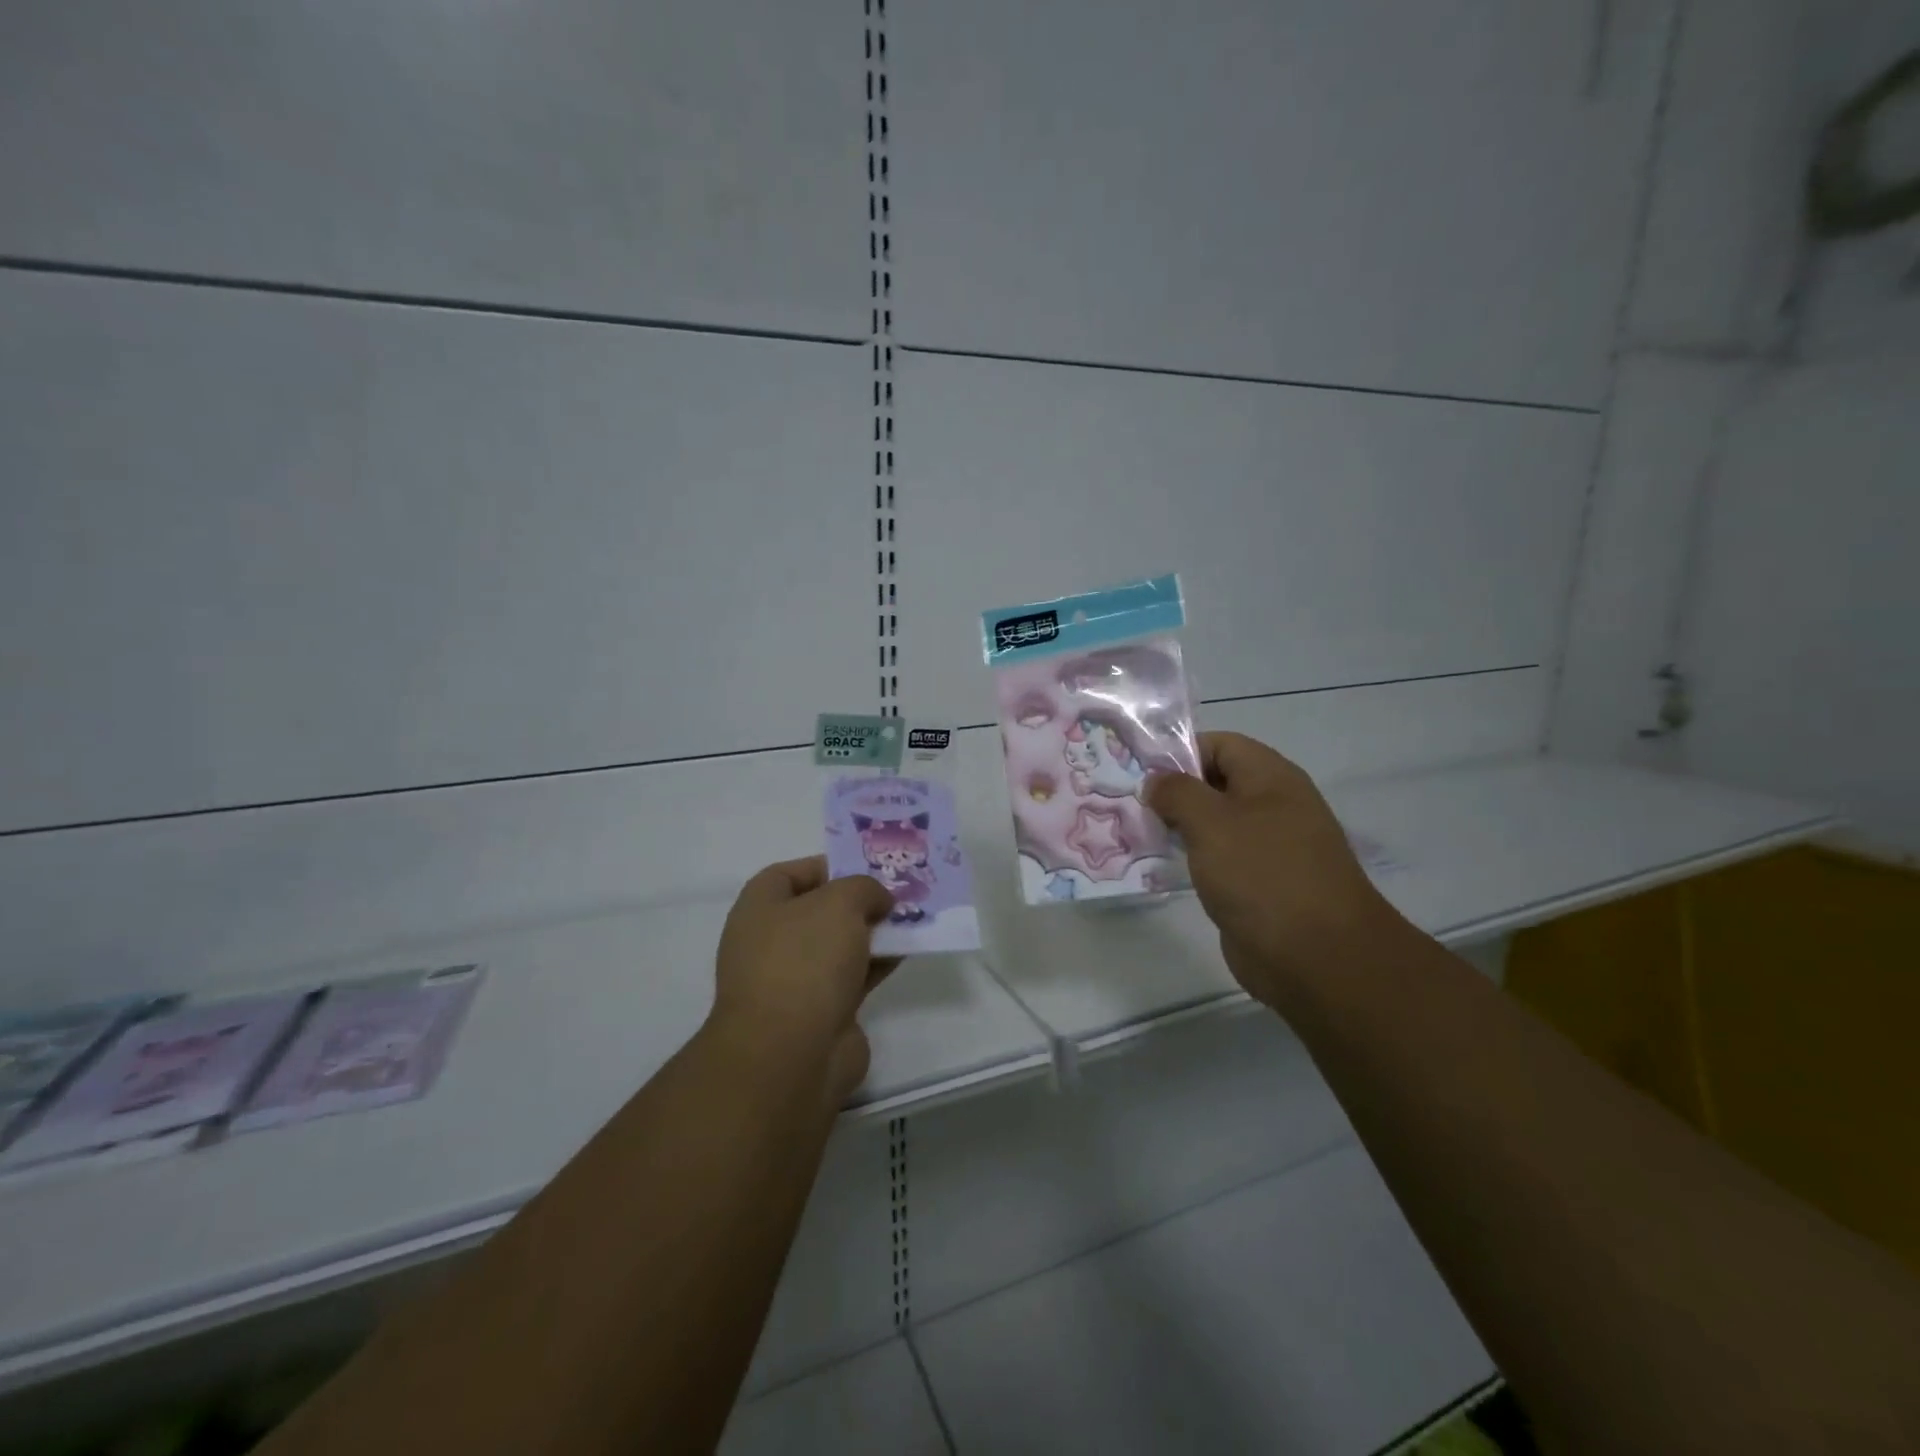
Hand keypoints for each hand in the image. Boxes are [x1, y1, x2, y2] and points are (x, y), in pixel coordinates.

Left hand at [711, 856, 896, 1102]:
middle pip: (819, 910)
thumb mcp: (840, 902)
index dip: (827, 866)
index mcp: (759, 908)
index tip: (865, 868)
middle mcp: (771, 942)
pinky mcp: (820, 1013)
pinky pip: (853, 977)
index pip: (789, 874)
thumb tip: (878, 901)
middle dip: (858, 901)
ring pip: (840, 946)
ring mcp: (794, 981)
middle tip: (897, 893)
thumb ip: (864, 888)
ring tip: (912, 919)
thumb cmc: (806, 960)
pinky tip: (907, 952)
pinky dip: (877, 964)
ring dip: (873, 934)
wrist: (792, 1054)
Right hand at [1146, 732, 1400, 1007]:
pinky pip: (1220, 858)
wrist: (1317, 956)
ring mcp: (1270, 846)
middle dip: (1173, 791)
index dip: (1179, 752)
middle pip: (1216, 782)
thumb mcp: (1211, 822)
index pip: (1219, 744)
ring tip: (1138, 832)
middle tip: (1130, 804)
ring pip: (1215, 823)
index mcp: (1271, 778)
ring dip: (1179, 826)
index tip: (1138, 771)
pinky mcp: (1261, 883)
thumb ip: (1177, 792)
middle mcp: (1273, 805)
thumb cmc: (1262, 875)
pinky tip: (1162, 866)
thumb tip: (1157, 781)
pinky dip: (1193, 858)